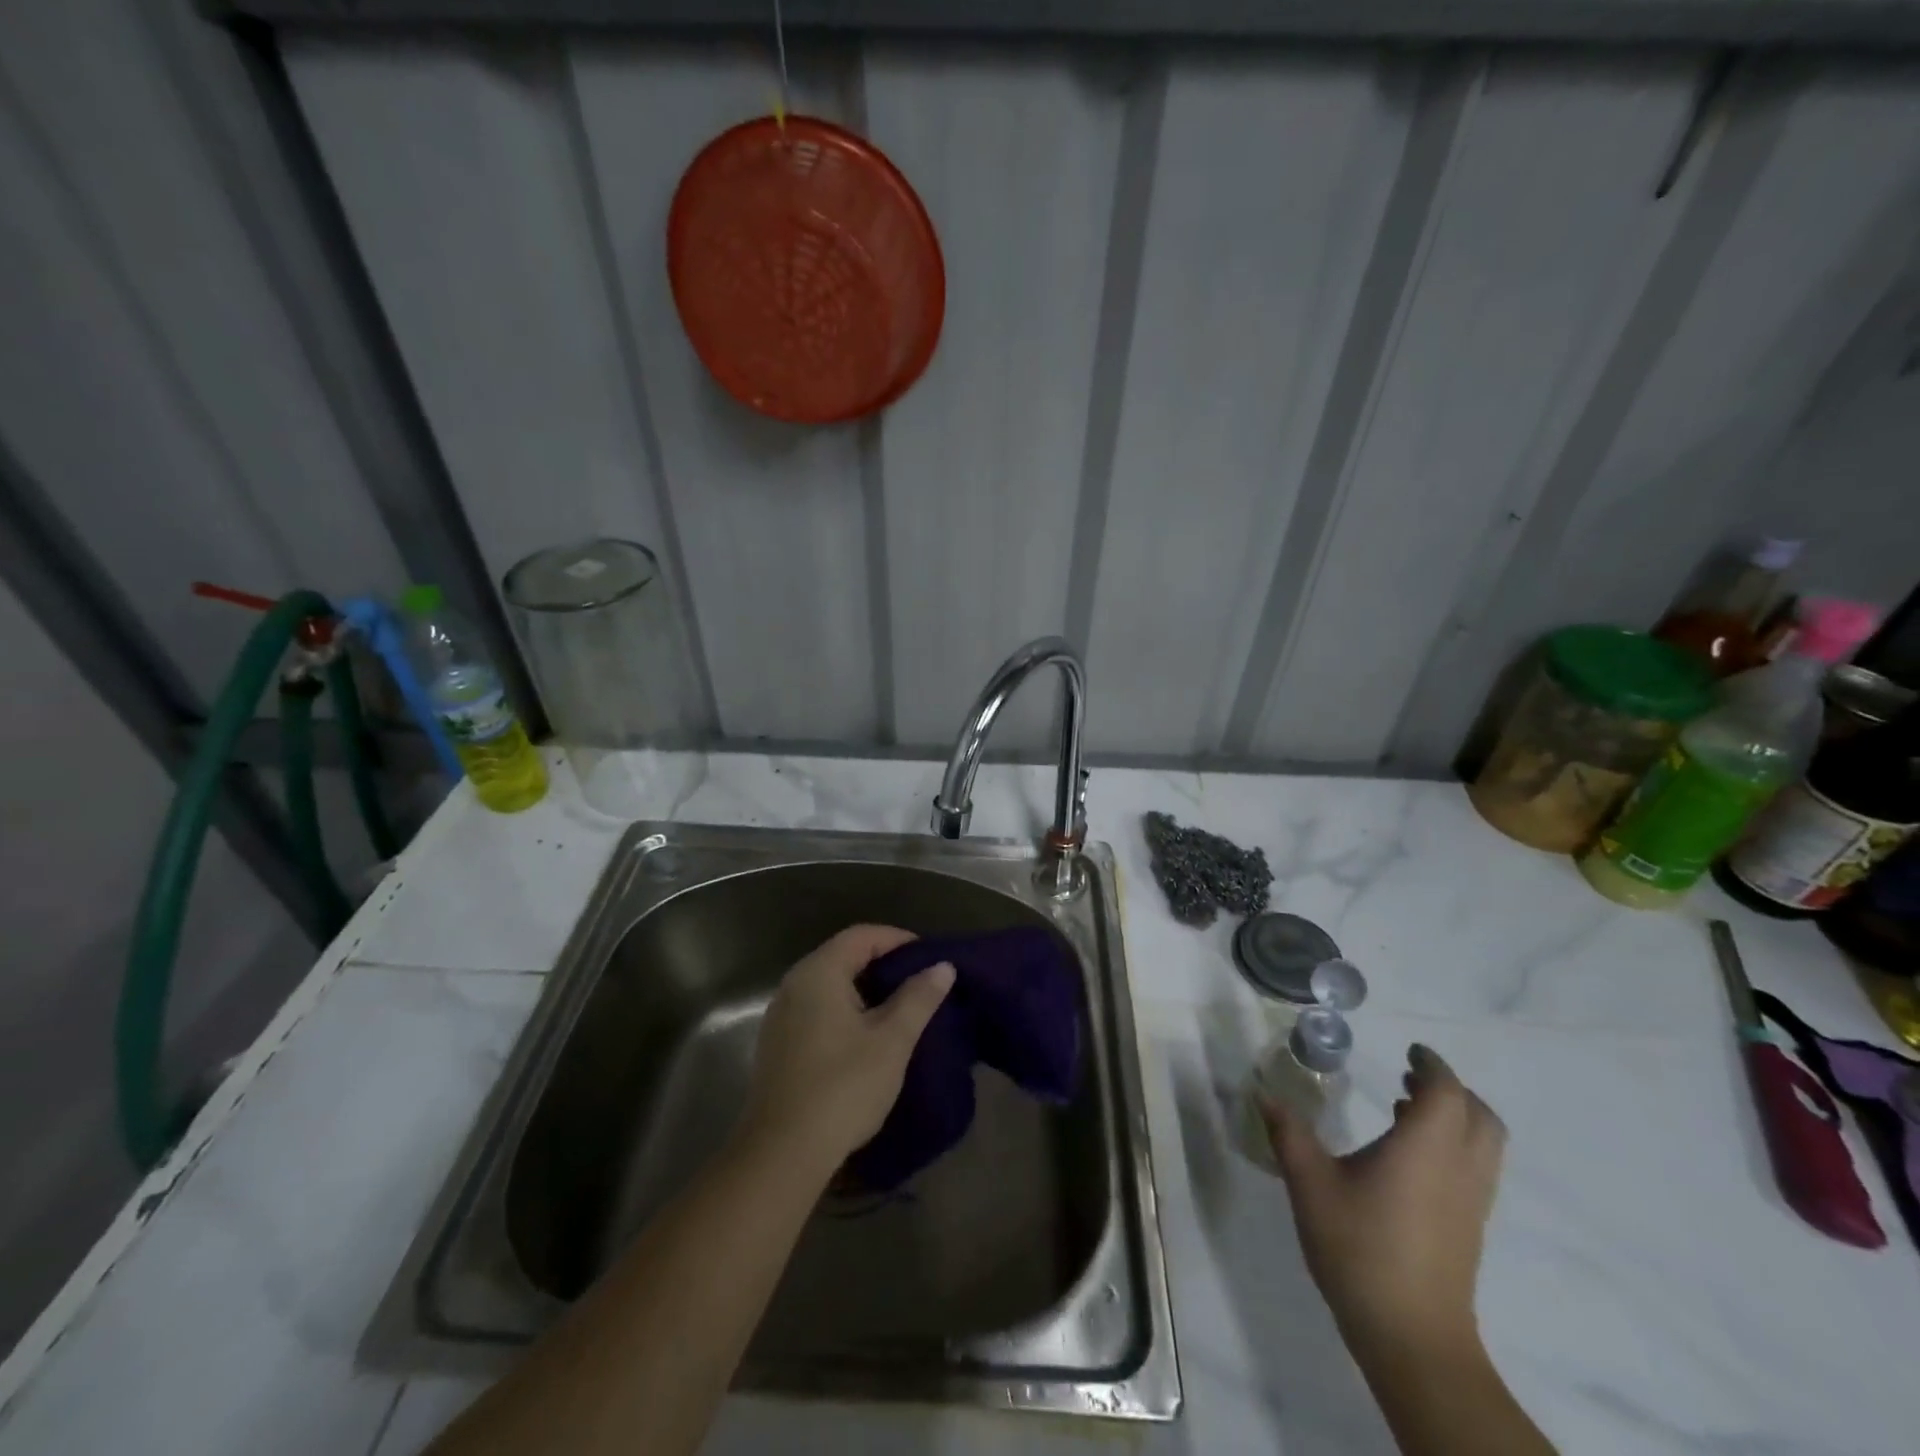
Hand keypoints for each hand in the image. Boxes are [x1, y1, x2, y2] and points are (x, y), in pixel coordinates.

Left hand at [739, 925, 955, 1174]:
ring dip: (864, 988)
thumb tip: (943, 967)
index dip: (898, 940)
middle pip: (843, 956)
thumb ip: (918, 998)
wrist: (782, 1153)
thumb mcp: (891, 1040)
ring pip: (829, 984)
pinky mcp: (778, 1044)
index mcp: (819, 972)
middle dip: (883, 964)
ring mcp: (781, 1015)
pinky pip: (817, 1008)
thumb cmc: (843, 1087)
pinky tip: (866, 1036)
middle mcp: (794, 984)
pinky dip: (845, 1009)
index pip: (862, 936)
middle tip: (919, 982)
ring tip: (899, 1008)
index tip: (928, 958)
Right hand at [1262, 1044, 1505, 1357]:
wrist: (1412, 1338)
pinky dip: (1454, 1145)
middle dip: (1450, 1089)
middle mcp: (1459, 1167)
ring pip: (1484, 1144)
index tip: (1408, 1052)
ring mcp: (1471, 1202)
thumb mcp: (1310, 1184)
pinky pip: (1476, 1168)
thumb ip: (1288, 1133)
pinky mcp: (1470, 1228)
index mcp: (1425, 1147)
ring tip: (1407, 1109)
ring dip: (1455, 1117)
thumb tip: (1262, 1092)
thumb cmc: (1360, 1248)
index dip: (1431, 1065)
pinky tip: (1409, 1158)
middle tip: (1409, 1077)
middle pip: (1478, 1115)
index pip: (1446, 1091)